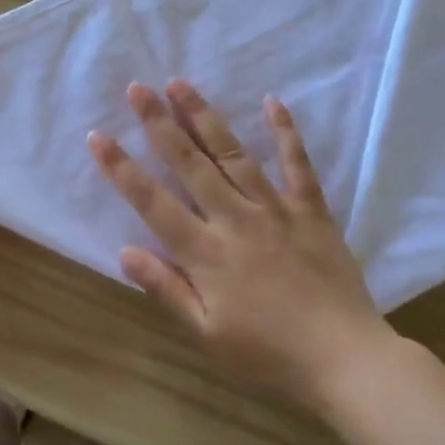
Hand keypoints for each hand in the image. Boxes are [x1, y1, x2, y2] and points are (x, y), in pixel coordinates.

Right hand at [88, 80, 393, 410]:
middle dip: (159, 124)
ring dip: (204, 117)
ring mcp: (275, 209)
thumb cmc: (268, 355)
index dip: (122, 169)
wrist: (346, 360)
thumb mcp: (207, 335)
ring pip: (233, 154)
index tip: (98, 136)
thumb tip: (125, 252)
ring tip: (180, 84)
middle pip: (190, 164)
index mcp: (205, 253)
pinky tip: (272, 101)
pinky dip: (285, 132)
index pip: (152, 202)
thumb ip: (166, 289)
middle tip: (138, 88)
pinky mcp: (310, 210)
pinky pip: (297, 164)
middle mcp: (235, 219)